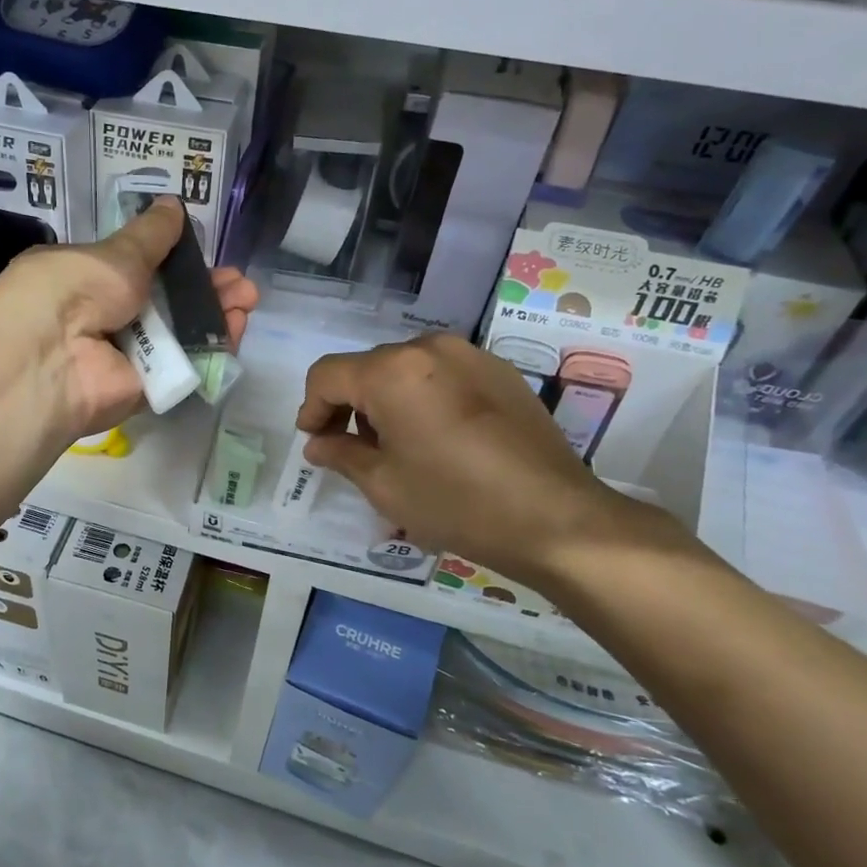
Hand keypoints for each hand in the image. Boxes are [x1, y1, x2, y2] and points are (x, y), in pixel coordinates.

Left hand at [0, 197, 256, 439]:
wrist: (55, 357)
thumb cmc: (76, 289)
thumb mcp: (115, 252)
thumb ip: (150, 235)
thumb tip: (171, 205)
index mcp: (88, 279)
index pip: (138, 270)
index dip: (175, 261)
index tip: (206, 254)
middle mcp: (105, 317)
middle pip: (166, 303)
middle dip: (206, 290)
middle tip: (240, 283)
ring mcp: (127, 355)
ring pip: (180, 334)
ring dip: (216, 314)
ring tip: (248, 298)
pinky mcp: (146, 387)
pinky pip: (185, 365)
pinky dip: (213, 347)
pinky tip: (238, 326)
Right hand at [294, 333, 683, 590]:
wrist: (555, 518)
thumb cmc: (455, 502)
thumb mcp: (384, 484)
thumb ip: (341, 454)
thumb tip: (318, 444)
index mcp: (392, 371)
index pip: (328, 375)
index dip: (311, 406)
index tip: (314, 440)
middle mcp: (429, 348)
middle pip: (367, 367)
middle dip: (349, 404)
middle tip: (350, 448)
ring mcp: (470, 356)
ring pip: (405, 368)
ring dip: (386, 399)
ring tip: (396, 445)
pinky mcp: (501, 372)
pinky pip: (442, 374)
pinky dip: (423, 396)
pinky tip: (436, 437)